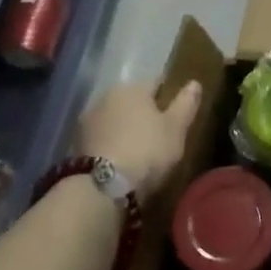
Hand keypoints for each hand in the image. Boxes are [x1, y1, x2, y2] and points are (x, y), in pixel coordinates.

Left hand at [78, 80, 201, 196]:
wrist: (102, 187)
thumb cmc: (147, 151)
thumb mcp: (176, 128)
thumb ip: (186, 103)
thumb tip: (194, 82)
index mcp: (133, 88)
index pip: (157, 83)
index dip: (169, 97)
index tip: (178, 113)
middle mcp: (107, 96)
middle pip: (133, 101)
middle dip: (145, 113)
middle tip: (161, 134)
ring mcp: (88, 120)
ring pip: (116, 118)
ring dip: (126, 128)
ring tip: (141, 150)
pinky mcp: (76, 143)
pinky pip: (103, 137)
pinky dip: (112, 143)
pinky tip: (121, 159)